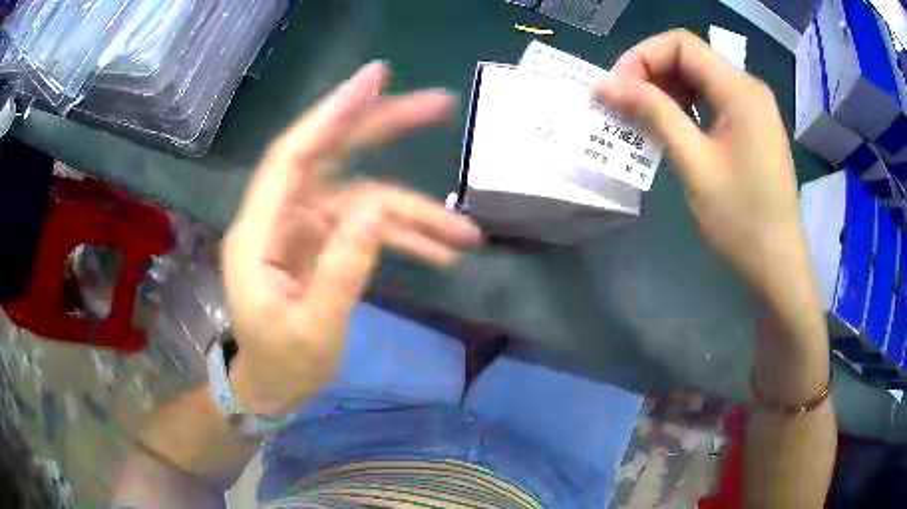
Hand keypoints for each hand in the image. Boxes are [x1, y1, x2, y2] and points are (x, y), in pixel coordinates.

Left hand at [221, 62, 480, 415]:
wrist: (273, 386)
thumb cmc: (282, 365)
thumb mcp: (315, 331)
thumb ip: (342, 271)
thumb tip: (376, 211)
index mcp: (258, 235)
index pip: (292, 157)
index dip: (332, 114)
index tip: (376, 79)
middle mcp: (278, 218)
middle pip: (331, 156)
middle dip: (383, 129)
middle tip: (438, 105)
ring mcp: (303, 227)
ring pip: (363, 196)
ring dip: (415, 211)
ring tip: (465, 234)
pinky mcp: (323, 241)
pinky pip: (367, 226)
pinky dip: (403, 236)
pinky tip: (441, 252)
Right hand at [593, 30, 812, 312]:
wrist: (778, 266)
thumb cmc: (741, 221)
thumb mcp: (694, 164)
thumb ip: (653, 115)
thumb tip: (604, 85)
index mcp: (740, 90)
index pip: (681, 44)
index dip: (642, 57)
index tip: (617, 90)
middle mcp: (749, 88)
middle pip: (689, 57)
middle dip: (650, 73)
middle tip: (623, 106)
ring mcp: (753, 108)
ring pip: (699, 77)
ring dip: (665, 91)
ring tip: (641, 119)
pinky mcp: (752, 127)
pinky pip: (711, 100)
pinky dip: (685, 107)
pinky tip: (671, 129)